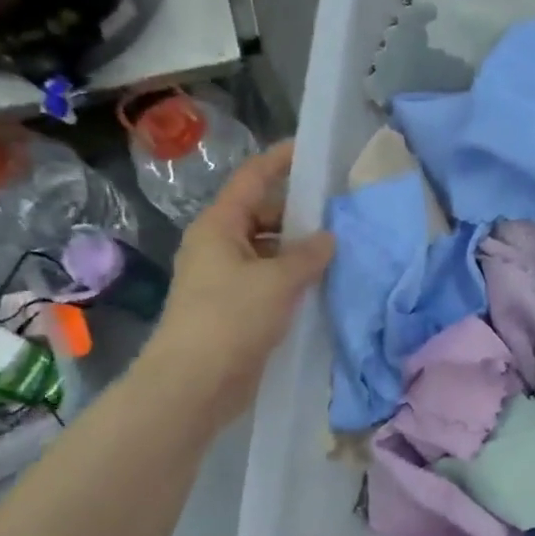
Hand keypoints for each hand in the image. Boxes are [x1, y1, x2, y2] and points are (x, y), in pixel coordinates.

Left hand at [146, 141, 333, 405]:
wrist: (194, 384)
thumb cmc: (230, 319)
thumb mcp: (277, 280)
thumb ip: (308, 255)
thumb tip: (328, 238)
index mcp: (219, 226)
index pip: (252, 179)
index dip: (280, 161)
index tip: (312, 151)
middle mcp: (219, 246)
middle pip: (262, 215)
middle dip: (299, 213)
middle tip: (341, 213)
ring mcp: (226, 279)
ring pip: (268, 251)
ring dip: (299, 251)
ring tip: (341, 250)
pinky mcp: (236, 309)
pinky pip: (270, 281)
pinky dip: (294, 279)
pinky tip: (323, 285)